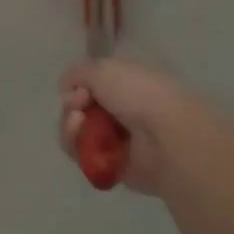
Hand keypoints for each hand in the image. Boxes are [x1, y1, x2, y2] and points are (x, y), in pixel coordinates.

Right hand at [59, 56, 190, 196]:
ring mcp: (117, 139)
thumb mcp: (101, 68)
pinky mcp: (113, 165)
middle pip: (79, 108)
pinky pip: (83, 155)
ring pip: (78, 131)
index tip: (79, 88)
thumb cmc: (137, 93)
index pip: (90, 84)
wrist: (166, 136)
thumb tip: (67, 90)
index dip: (78, 84)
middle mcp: (120, 109)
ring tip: (79, 123)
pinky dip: (76, 146)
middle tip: (78, 107)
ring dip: (70, 125)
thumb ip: (76, 74)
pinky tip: (81, 140)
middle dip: (72, 106)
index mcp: (124, 83)